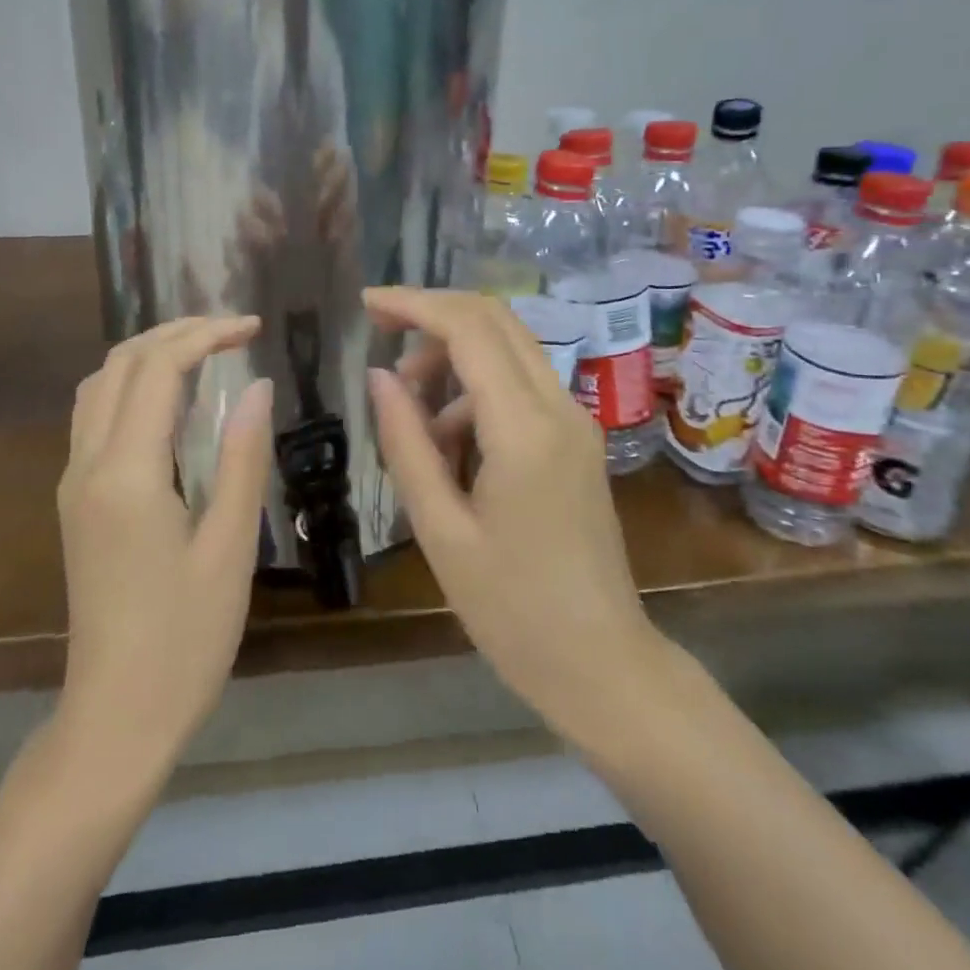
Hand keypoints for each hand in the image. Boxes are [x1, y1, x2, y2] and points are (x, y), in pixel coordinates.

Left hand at [56, 317, 273, 768]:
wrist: (116, 715)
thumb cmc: (186, 639)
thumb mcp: (229, 547)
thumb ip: (241, 458)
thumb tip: (256, 387)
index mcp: (127, 474)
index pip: (157, 370)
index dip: (205, 336)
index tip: (253, 328)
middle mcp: (88, 465)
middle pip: (120, 364)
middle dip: (176, 332)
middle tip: (233, 329)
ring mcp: (74, 483)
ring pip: (100, 386)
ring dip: (149, 354)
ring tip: (205, 351)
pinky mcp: (76, 501)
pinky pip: (96, 417)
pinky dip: (133, 386)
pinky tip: (173, 401)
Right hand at [364, 289, 658, 742]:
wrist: (603, 664)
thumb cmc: (512, 610)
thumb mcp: (440, 530)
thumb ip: (406, 443)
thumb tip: (379, 376)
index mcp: (525, 430)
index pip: (469, 329)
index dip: (414, 304)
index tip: (366, 304)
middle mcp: (560, 408)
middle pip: (496, 321)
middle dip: (434, 314)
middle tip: (379, 331)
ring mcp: (575, 422)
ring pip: (509, 350)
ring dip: (453, 358)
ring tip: (407, 409)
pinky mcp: (576, 440)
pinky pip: (521, 387)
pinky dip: (476, 392)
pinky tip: (447, 445)